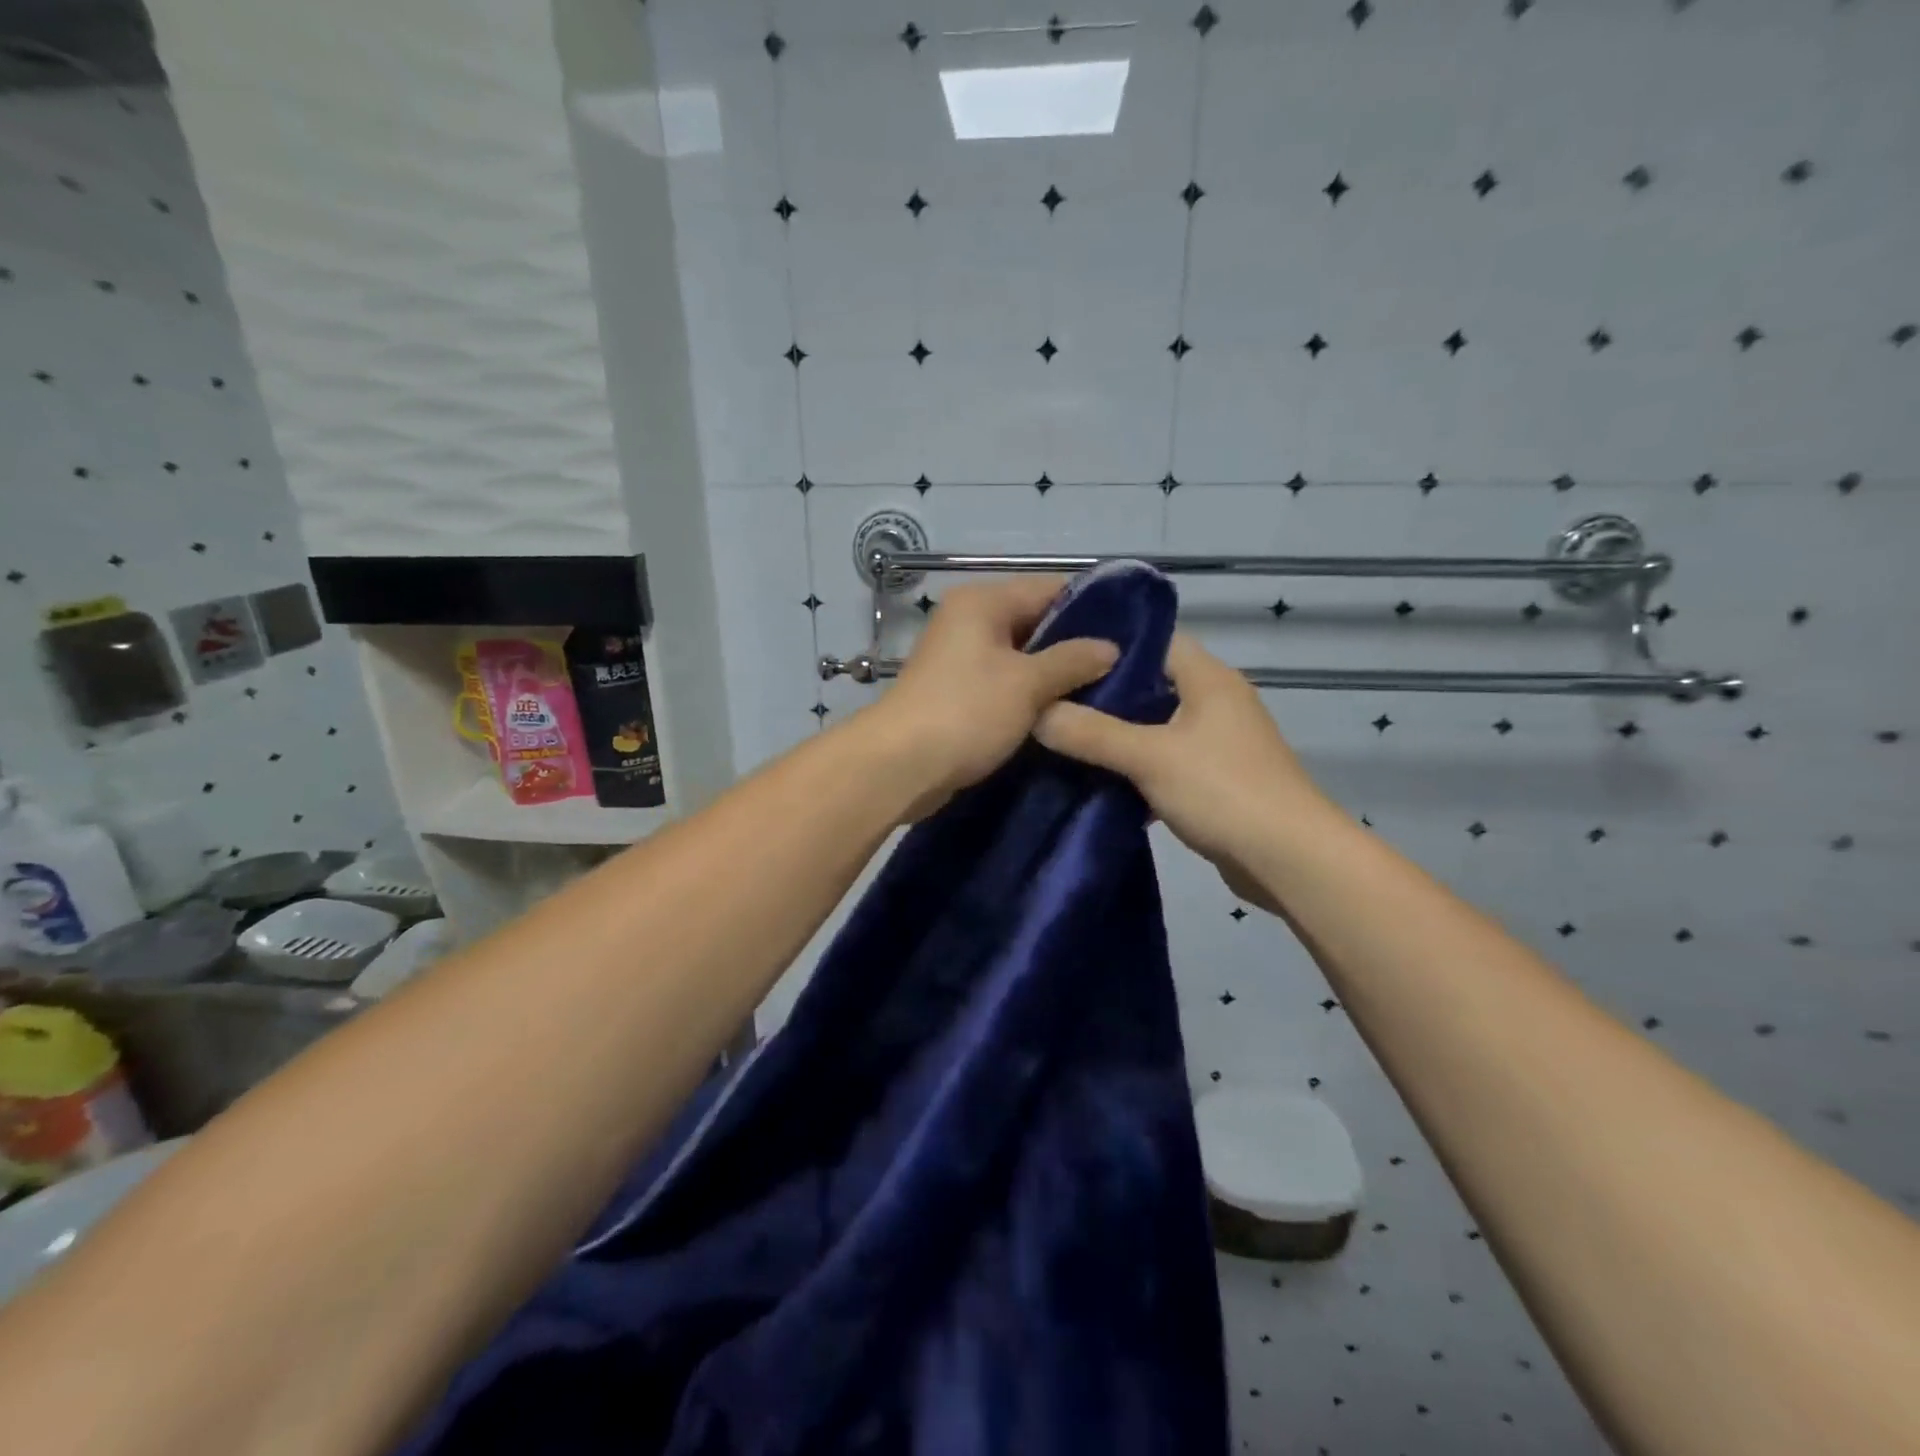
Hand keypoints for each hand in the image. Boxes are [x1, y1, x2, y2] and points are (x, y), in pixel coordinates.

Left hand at [867, 577, 1118, 816]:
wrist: (901, 766)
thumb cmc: (966, 712)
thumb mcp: (1027, 684)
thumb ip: (1072, 660)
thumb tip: (1110, 648)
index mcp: (982, 602)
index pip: (1049, 589)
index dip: (1093, 608)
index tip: (1133, 632)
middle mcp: (969, 621)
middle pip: (1035, 622)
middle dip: (1076, 645)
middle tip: (1125, 667)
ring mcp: (961, 658)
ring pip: (1021, 657)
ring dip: (1055, 674)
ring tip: (1105, 690)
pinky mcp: (958, 692)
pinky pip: (1005, 683)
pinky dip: (1031, 694)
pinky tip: (1065, 711)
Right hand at [1034, 633, 1333, 911]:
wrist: (1290, 861)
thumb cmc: (1224, 791)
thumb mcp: (1150, 757)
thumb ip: (1091, 733)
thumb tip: (1037, 712)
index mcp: (1208, 679)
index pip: (1154, 639)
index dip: (1108, 642)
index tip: (1061, 652)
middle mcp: (1216, 702)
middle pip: (1150, 684)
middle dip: (1103, 693)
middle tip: (1050, 699)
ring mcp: (1218, 743)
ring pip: (1155, 727)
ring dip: (1117, 735)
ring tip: (1063, 737)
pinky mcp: (1216, 780)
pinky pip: (1165, 762)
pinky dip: (1135, 769)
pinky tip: (1097, 781)